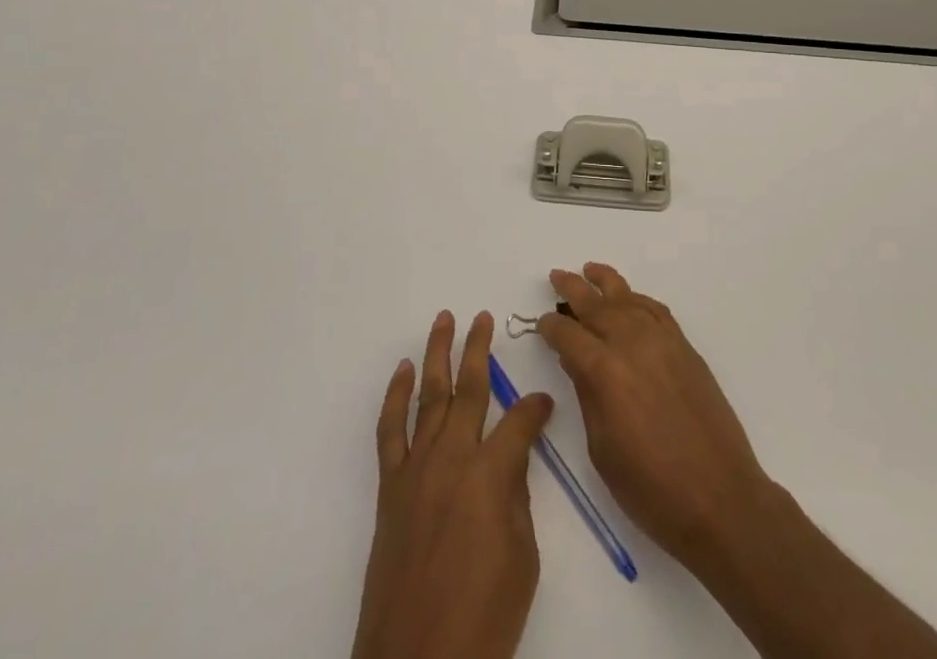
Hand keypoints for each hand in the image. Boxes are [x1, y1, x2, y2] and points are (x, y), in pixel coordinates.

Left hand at [351, 310, 554, 658]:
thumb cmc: (483, 619)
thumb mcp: (522, 559)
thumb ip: (515, 497)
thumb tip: (510, 460)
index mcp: (490, 475)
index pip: (519, 420)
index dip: (535, 407)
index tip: (546, 401)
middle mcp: (452, 459)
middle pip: (469, 390)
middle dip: (479, 349)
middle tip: (484, 318)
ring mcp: (416, 470)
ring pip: (429, 396)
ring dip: (436, 355)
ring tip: (444, 321)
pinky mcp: (390, 489)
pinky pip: (391, 431)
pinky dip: (396, 396)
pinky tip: (404, 371)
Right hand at [537, 264, 769, 568]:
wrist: (721, 499)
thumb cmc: (652, 490)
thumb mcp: (603, 450)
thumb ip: (587, 396)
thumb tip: (575, 361)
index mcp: (606, 372)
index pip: (569, 336)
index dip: (551, 328)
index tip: (541, 325)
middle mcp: (633, 344)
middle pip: (596, 306)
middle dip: (572, 290)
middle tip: (556, 276)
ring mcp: (663, 342)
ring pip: (628, 298)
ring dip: (605, 282)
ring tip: (589, 270)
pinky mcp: (685, 348)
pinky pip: (656, 310)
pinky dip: (638, 299)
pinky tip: (629, 300)